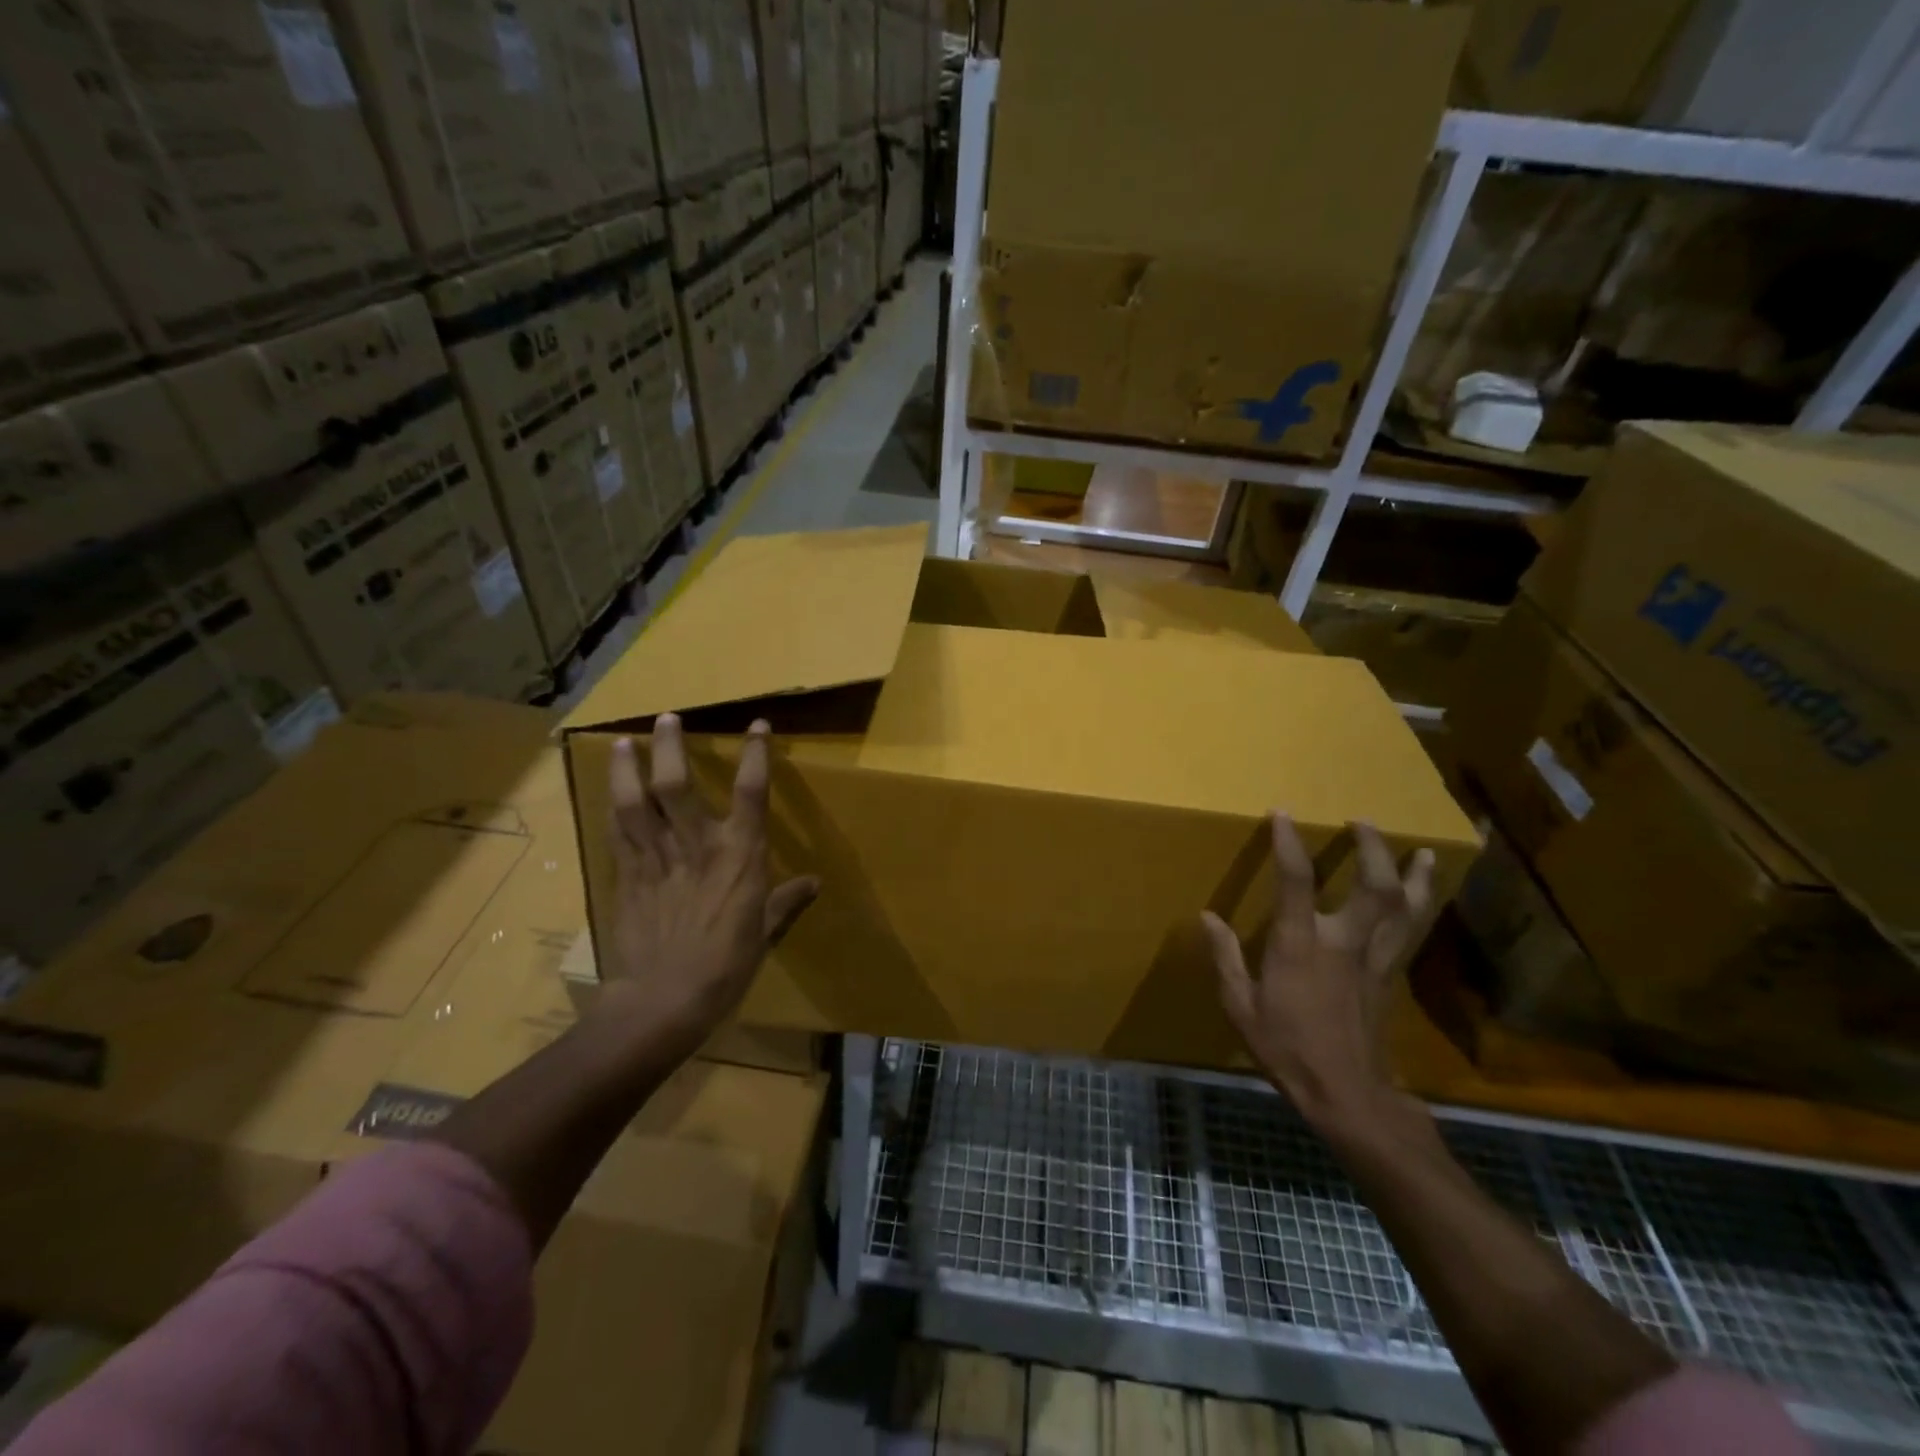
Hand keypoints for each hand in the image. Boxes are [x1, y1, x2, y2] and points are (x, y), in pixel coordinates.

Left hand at [602, 713, 818, 1062]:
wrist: (664, 1000)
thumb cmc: (725, 966)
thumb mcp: (764, 932)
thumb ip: (785, 901)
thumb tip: (814, 883)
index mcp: (739, 856)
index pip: (752, 792)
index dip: (755, 754)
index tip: (757, 725)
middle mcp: (697, 845)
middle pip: (677, 784)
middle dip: (670, 747)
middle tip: (665, 719)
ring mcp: (656, 858)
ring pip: (636, 802)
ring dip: (626, 768)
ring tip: (621, 743)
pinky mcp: (627, 876)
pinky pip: (618, 832)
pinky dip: (613, 807)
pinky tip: (611, 792)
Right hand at [1202, 815, 1434, 1134]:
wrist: (1347, 1094)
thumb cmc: (1287, 1048)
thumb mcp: (1240, 1007)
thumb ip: (1225, 958)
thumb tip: (1207, 917)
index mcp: (1300, 946)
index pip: (1296, 881)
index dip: (1289, 843)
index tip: (1282, 814)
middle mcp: (1344, 942)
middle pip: (1373, 886)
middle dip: (1372, 848)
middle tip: (1363, 822)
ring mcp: (1374, 959)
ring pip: (1404, 907)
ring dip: (1413, 875)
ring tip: (1421, 852)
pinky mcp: (1391, 976)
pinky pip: (1410, 931)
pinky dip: (1420, 906)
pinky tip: (1424, 895)